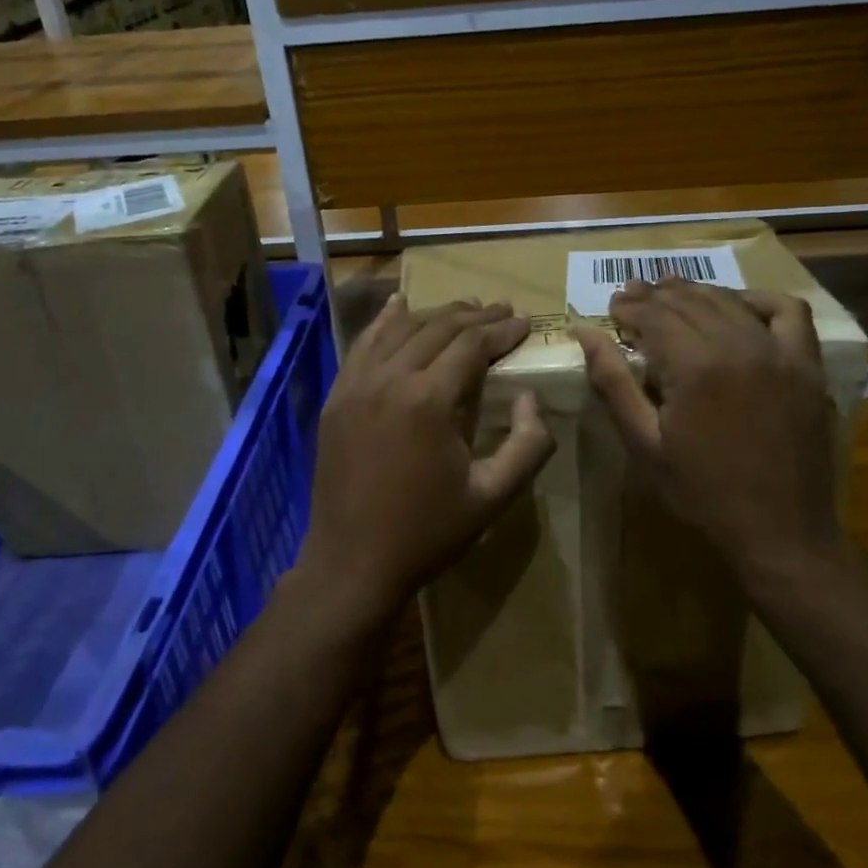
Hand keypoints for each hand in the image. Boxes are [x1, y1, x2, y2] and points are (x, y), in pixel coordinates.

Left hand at [297, 297, 556, 626]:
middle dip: (474, 316)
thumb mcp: (492, 496)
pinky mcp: (337, 397)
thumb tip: (530, 398)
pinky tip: (398, 306)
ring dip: (435, 314)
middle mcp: (390, 378)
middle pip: (437, 328)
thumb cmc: (427, 532)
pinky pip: (363, 344)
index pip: (471, 344)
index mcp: (428, 400)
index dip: (501, 330)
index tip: (524, 323)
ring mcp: (356, 385)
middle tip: (502, 310)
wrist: (352, 562)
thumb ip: (528, 445)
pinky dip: (384, 321)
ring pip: (400, 329)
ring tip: (464, 309)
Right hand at [574, 278, 838, 582]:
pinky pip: (788, 312)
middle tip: (631, 294)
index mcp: (695, 366)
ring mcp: (779, 352)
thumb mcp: (643, 443)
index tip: (612, 306)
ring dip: (696, 291)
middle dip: (655, 295)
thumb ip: (613, 382)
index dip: (628, 306)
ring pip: (729, 301)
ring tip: (671, 292)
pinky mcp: (806, 365)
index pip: (654, 315)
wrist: (780, 530)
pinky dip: (759, 300)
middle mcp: (738, 345)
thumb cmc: (702, 491)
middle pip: (689, 301)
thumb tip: (585, 332)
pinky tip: (737, 305)